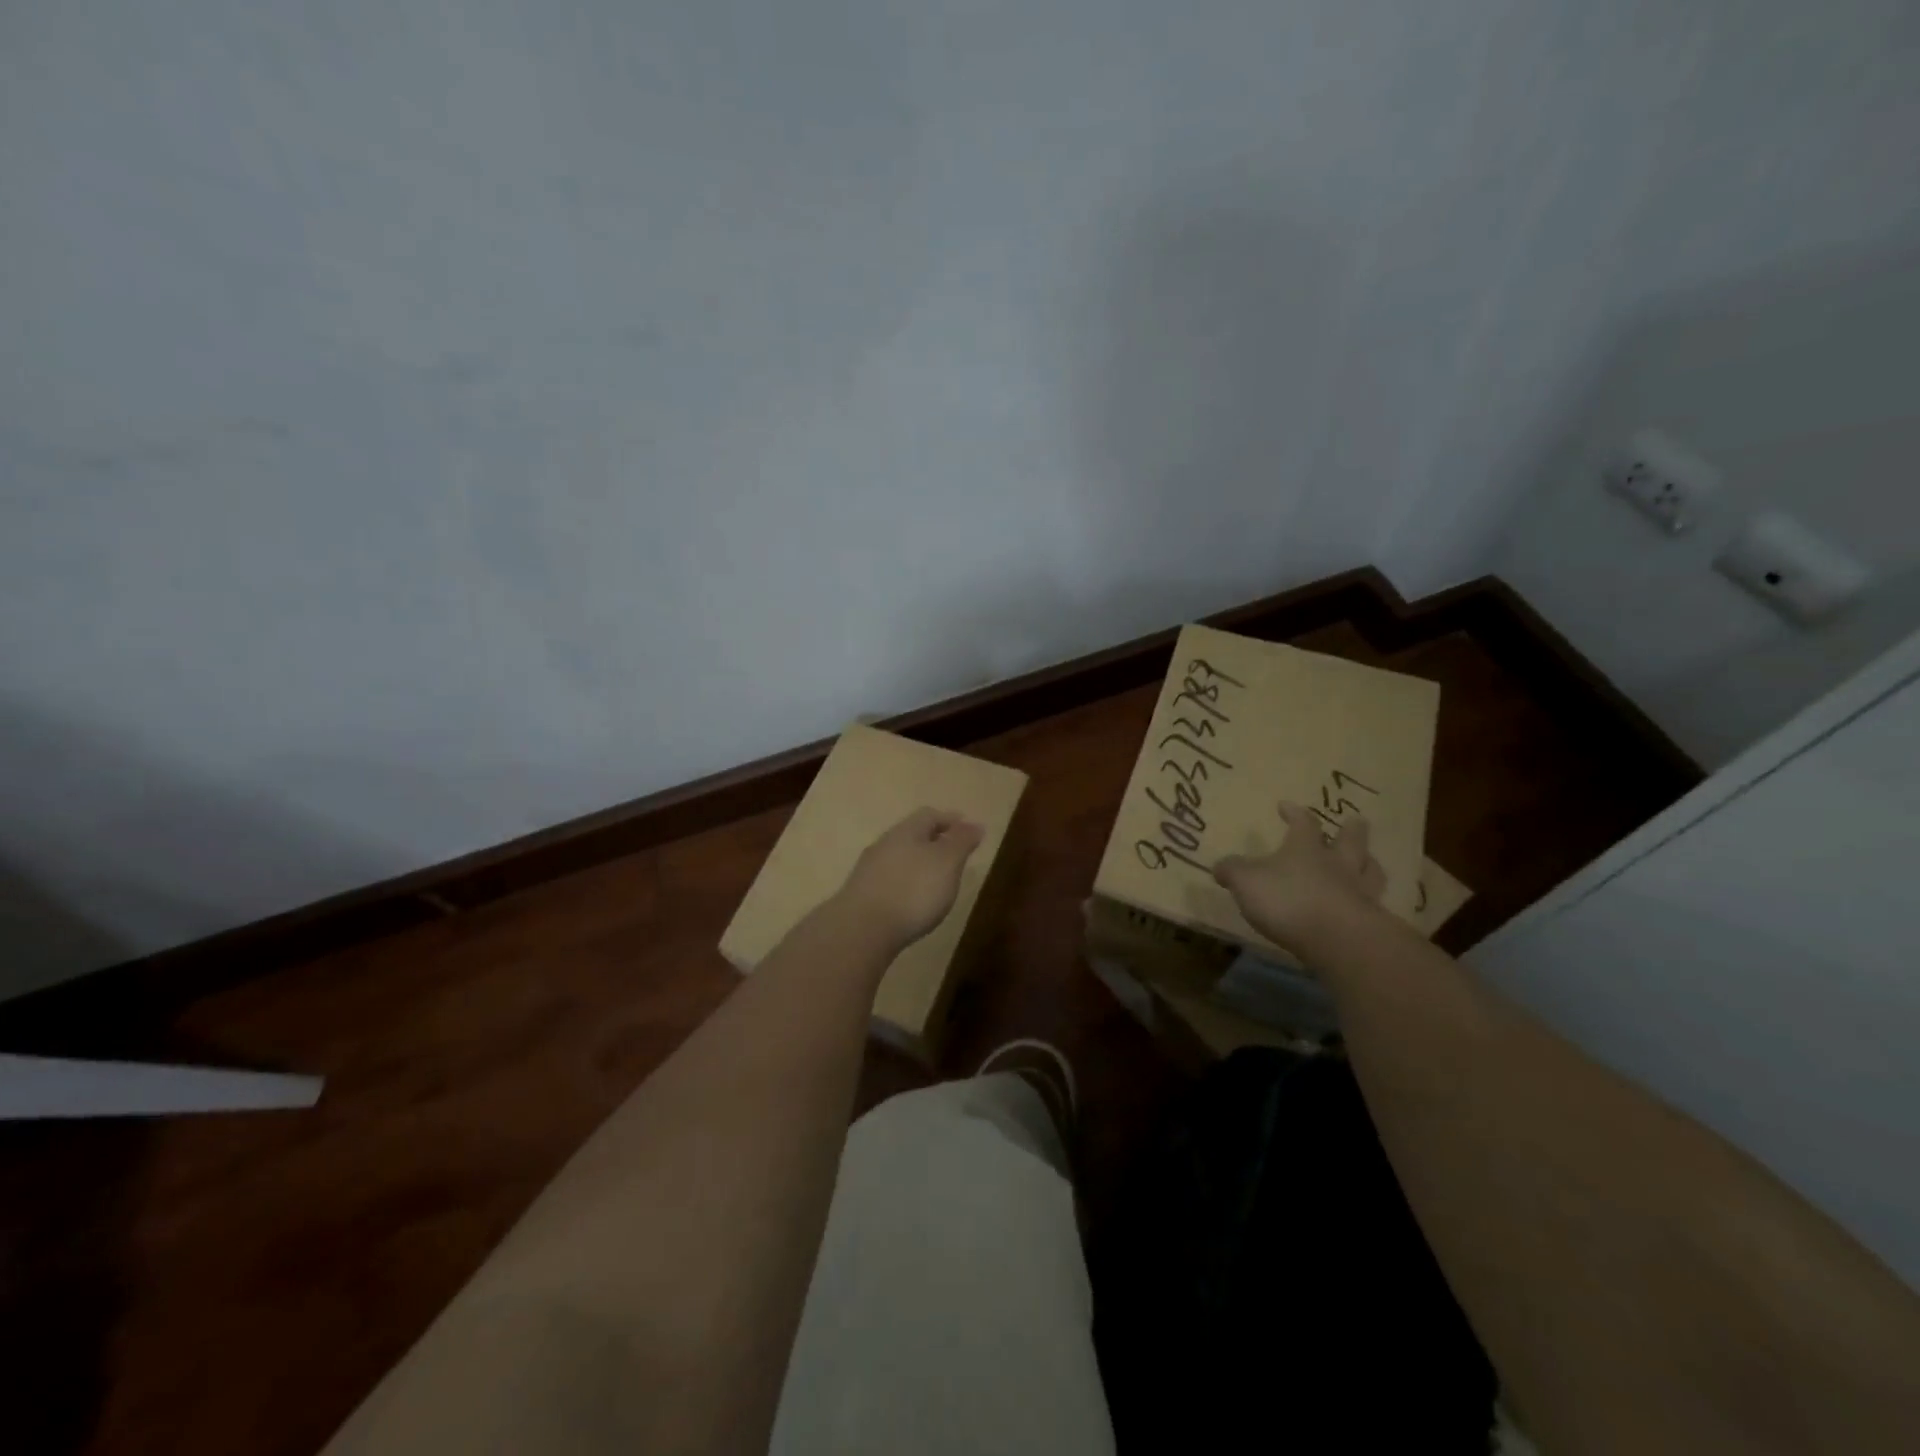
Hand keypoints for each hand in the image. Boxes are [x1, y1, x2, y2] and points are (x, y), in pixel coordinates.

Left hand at [836, 808, 984, 950]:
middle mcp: (885, 844)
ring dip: (919, 863)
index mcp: (906, 831)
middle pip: (912, 835)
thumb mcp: (947, 862)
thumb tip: (975, 824)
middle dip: (934, 841)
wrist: (862, 929)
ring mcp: (869, 870)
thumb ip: (962, 842)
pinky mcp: (862, 894)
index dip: (950, 820)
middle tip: (954, 854)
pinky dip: (906, 883)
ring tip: (937, 879)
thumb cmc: (913, 890)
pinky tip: (913, 899)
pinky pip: (890, 879)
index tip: (968, 829)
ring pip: (900, 857)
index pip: (930, 815)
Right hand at [1214, 802, 1386, 955]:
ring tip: (1370, 861)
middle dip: (1351, 830)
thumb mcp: (1246, 881)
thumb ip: (1232, 871)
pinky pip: (1374, 906)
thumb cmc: (1288, 900)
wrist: (1338, 939)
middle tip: (1356, 821)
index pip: (1303, 823)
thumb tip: (1220, 866)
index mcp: (1305, 849)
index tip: (1286, 806)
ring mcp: (1359, 893)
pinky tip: (1368, 907)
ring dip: (1369, 864)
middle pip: (1350, 841)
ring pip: (1370, 871)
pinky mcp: (1371, 923)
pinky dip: (1371, 903)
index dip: (1294, 813)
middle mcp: (1337, 865)